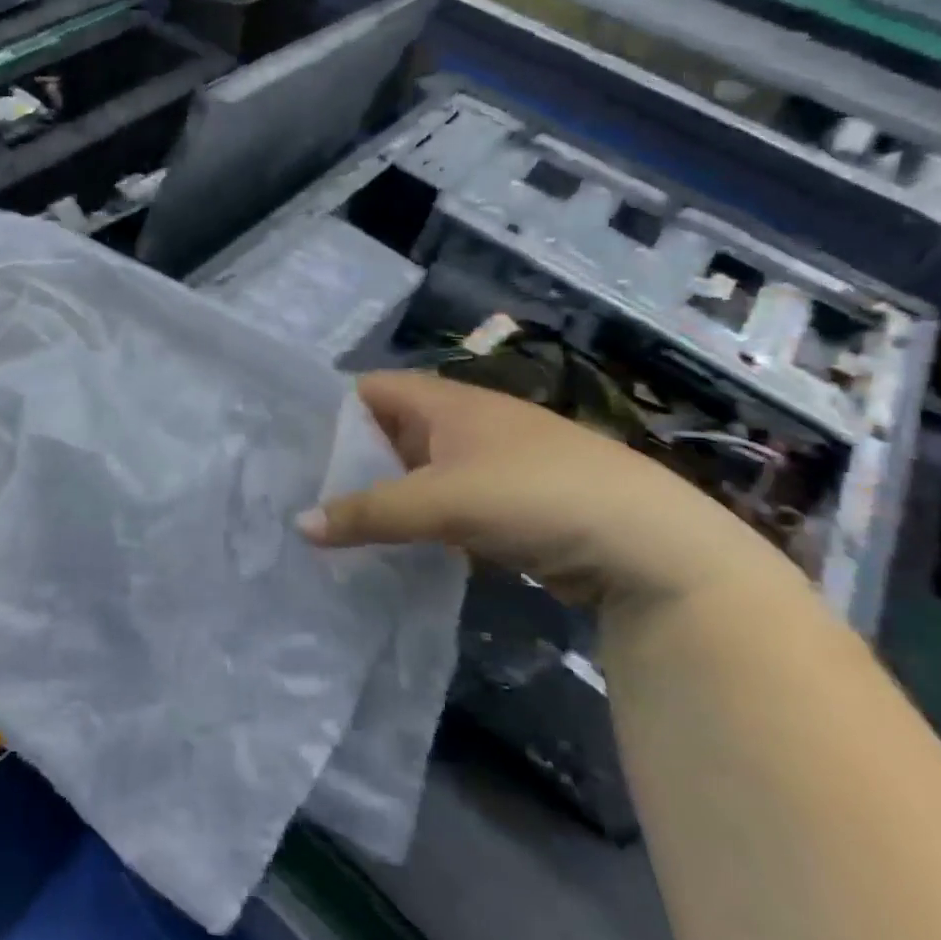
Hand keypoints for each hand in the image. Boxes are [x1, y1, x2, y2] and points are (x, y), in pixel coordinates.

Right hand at [298, 371, 778, 609]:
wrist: (651, 545)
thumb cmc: (536, 494)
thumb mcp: (443, 501)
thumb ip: (370, 513)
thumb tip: (299, 525)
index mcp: (445, 401)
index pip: (369, 389)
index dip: (329, 412)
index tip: (289, 448)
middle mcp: (462, 423)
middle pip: (387, 432)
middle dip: (347, 461)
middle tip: (298, 494)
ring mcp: (486, 465)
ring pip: (414, 473)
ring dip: (381, 496)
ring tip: (330, 526)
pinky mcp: (505, 506)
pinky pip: (441, 506)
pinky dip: (414, 523)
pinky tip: (387, 550)